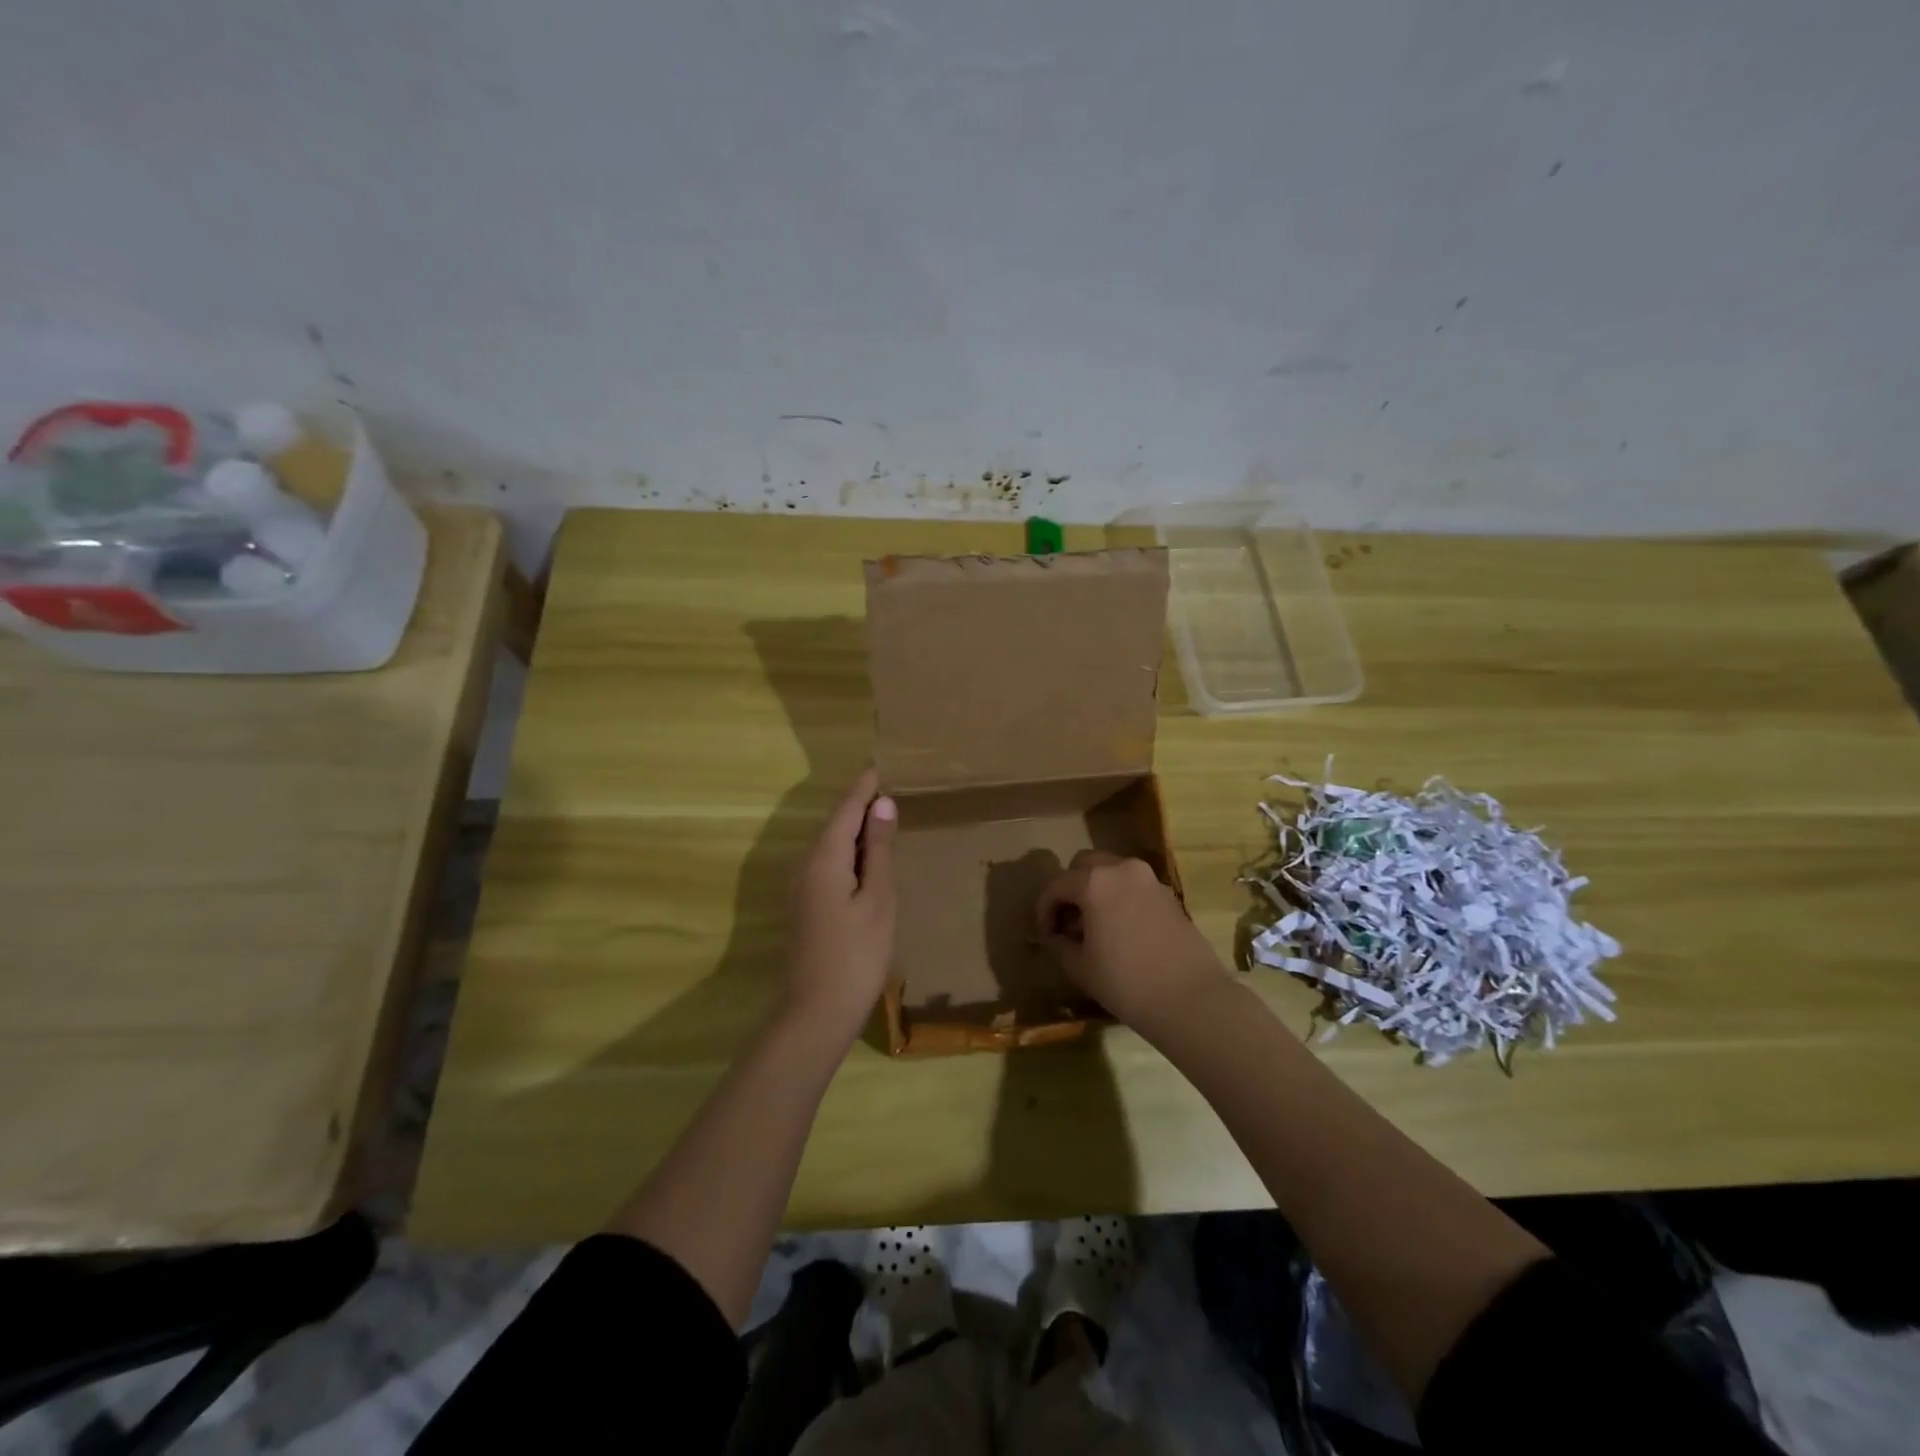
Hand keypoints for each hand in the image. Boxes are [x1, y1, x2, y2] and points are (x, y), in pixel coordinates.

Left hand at [780, 767, 897, 1042]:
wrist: (816, 1012)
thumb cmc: (857, 954)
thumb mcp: (878, 898)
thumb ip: (878, 850)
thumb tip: (882, 805)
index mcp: (824, 858)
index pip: (845, 810)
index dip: (863, 787)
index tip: (879, 765)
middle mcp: (805, 866)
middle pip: (834, 825)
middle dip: (859, 806)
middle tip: (887, 788)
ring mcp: (801, 888)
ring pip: (830, 846)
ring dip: (854, 831)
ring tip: (883, 819)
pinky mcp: (804, 907)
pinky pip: (827, 865)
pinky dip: (848, 854)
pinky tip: (866, 862)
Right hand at [1035, 850, 1224, 1030]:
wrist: (1190, 999)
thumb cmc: (1126, 982)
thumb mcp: (1080, 967)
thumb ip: (1061, 944)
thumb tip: (1058, 936)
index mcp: (1094, 881)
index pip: (1056, 885)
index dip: (1044, 909)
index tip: (1045, 934)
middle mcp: (1122, 869)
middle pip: (1085, 865)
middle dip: (1071, 888)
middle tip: (1068, 921)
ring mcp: (1150, 880)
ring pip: (1112, 872)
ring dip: (1097, 890)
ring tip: (1094, 925)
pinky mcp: (1169, 895)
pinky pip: (1134, 887)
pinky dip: (1120, 898)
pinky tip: (1121, 930)